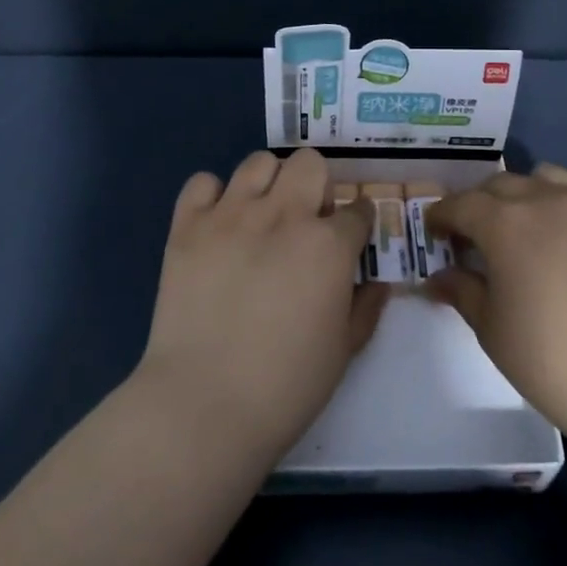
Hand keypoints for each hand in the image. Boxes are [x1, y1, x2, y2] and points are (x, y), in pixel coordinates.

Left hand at [135, 148, 387, 462]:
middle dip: (317, 185)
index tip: (351, 238)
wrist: (204, 404)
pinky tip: (217, 224)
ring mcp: (231, 215)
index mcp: (328, 244)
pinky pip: (202, 182)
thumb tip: (378, 282)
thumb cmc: (286, 385)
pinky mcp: (188, 226)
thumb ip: (366, 308)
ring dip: (269, 183)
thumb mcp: (344, 350)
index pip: (357, 210)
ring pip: (259, 162)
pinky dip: (213, 197)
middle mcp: (283, 215)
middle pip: (310, 164)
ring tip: (262, 215)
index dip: (358, 223)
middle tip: (307, 220)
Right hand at [427, 164, 566, 450]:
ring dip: (526, 194)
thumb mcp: (491, 329)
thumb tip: (438, 277)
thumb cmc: (551, 359)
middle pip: (502, 185)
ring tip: (527, 226)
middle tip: (476, 236)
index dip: (442, 215)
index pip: (461, 204)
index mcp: (506, 223)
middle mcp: (547, 200)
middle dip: (480, 204)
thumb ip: (462, 291)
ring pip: (548, 178)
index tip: (435, 232)